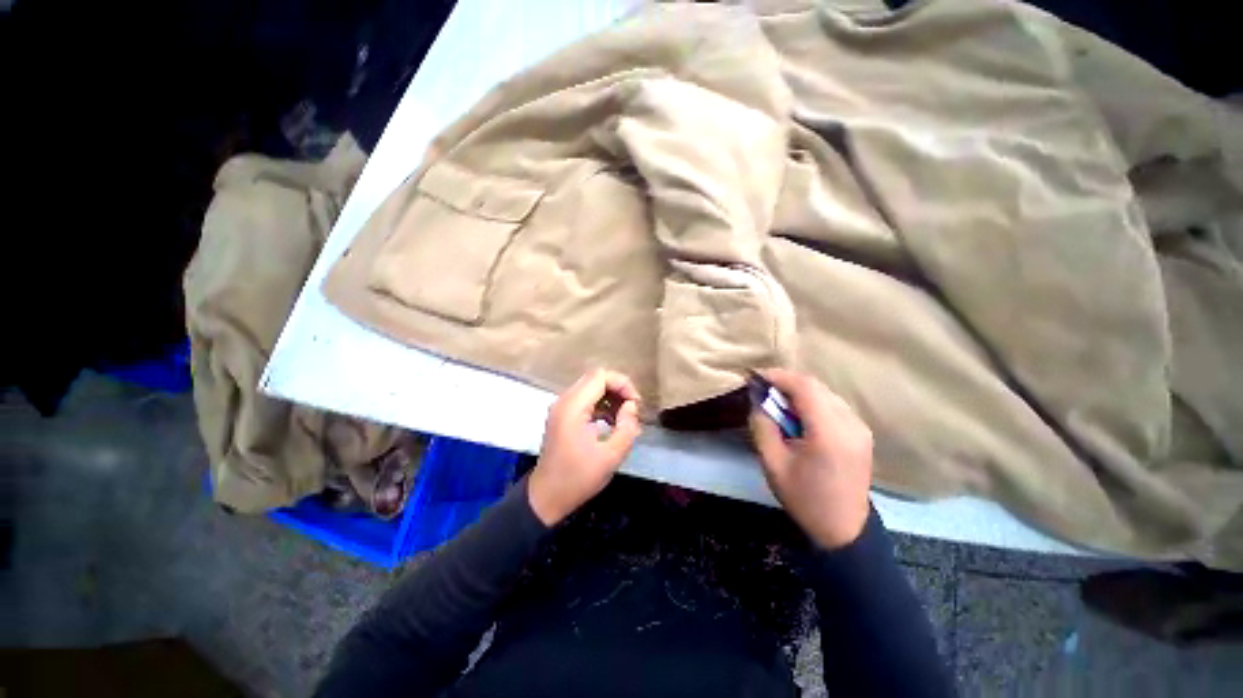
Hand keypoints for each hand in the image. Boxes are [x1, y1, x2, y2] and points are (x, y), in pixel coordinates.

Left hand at [528, 369, 642, 525]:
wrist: (547, 497)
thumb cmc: (579, 477)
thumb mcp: (611, 456)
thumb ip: (627, 426)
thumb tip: (631, 405)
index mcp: (573, 407)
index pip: (600, 376)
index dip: (622, 384)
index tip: (636, 404)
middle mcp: (564, 400)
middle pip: (595, 378)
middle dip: (618, 389)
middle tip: (633, 410)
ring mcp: (561, 407)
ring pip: (591, 388)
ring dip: (611, 397)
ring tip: (625, 418)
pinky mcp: (563, 416)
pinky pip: (585, 400)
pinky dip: (601, 405)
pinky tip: (612, 423)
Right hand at [750, 369, 873, 549]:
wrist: (843, 528)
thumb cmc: (803, 497)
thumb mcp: (772, 462)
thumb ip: (762, 425)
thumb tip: (757, 398)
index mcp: (829, 433)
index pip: (804, 387)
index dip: (778, 376)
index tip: (756, 376)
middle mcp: (850, 423)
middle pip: (816, 386)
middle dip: (786, 382)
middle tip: (763, 389)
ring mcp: (860, 427)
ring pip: (825, 393)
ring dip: (799, 391)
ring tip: (777, 401)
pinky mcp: (861, 432)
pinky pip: (833, 404)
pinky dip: (812, 401)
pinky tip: (798, 414)